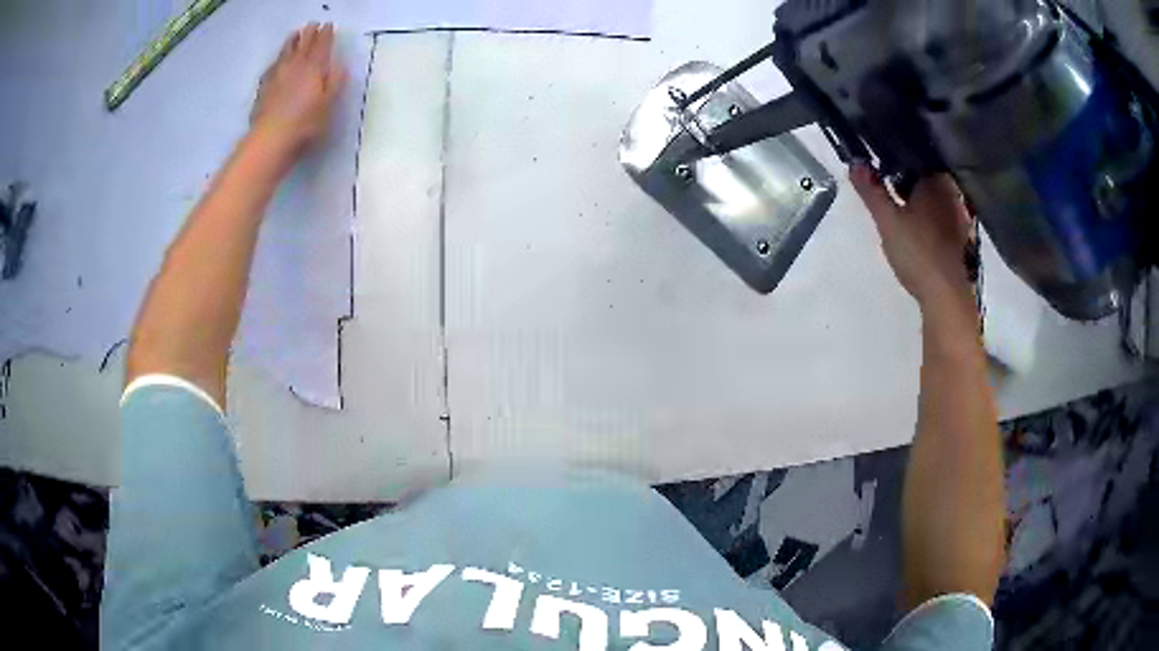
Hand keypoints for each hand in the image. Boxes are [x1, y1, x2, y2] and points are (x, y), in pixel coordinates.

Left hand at [251, 23, 347, 155]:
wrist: (270, 140)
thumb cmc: (305, 124)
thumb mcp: (329, 104)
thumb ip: (335, 82)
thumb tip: (339, 65)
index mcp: (314, 68)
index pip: (321, 46)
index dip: (326, 35)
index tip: (328, 25)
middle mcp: (295, 66)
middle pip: (302, 45)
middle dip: (308, 34)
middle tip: (312, 24)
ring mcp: (276, 76)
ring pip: (285, 53)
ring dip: (291, 42)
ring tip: (294, 34)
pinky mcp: (263, 89)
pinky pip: (271, 68)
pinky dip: (276, 61)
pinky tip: (276, 62)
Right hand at [851, 165, 977, 326]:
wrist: (946, 296)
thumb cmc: (918, 253)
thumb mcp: (887, 221)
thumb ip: (871, 191)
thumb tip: (855, 162)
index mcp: (935, 180)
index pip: (915, 156)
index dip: (896, 156)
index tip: (880, 163)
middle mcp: (951, 192)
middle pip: (926, 175)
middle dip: (907, 176)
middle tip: (886, 183)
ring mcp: (960, 215)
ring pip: (935, 196)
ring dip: (920, 197)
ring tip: (901, 204)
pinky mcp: (962, 237)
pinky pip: (942, 214)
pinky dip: (930, 214)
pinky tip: (920, 226)